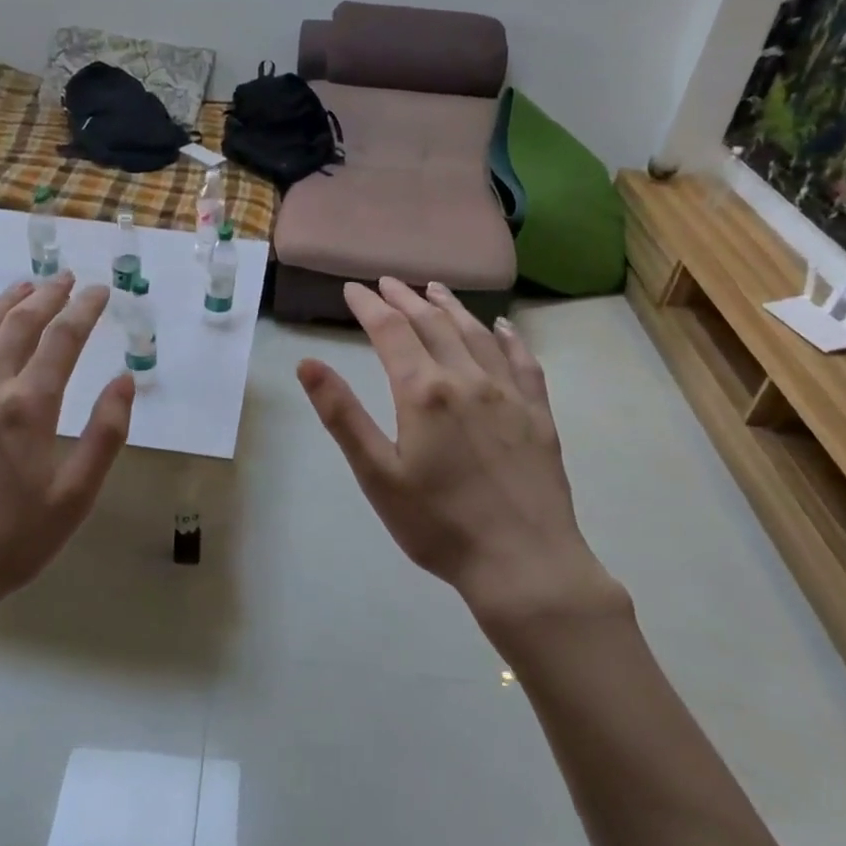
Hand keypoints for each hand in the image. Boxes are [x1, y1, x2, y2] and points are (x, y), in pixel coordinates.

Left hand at [0, 274, 134, 625]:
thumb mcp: (74, 496)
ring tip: (23, 288)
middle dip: (46, 295)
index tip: (99, 291)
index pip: (62, 338)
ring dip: (4, 303)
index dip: (84, 309)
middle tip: (65, 279)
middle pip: (18, 323)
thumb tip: (124, 381)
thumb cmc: (9, 541)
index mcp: (28, 406)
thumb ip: (104, 434)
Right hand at [297, 279, 625, 631]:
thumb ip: (342, 415)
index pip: (390, 332)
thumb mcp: (377, 474)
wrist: (524, 563)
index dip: (369, 306)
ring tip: (433, 289)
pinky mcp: (537, 413)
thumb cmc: (438, 524)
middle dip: (405, 299)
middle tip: (387, 282)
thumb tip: (308, 363)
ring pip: (476, 334)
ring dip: (451, 308)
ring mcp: (508, 394)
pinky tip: (501, 327)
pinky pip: (522, 361)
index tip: (353, 289)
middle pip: (432, 324)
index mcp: (423, 392)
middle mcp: (467, 379)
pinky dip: (508, 337)